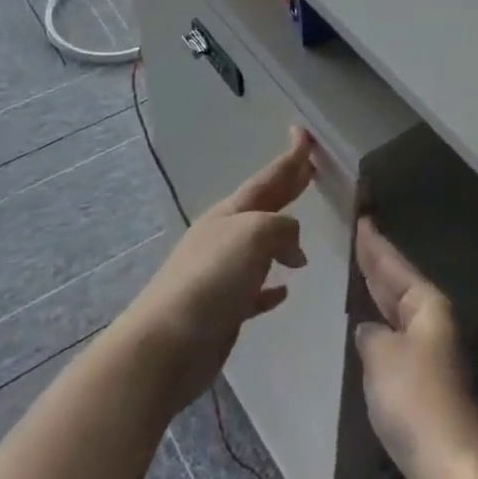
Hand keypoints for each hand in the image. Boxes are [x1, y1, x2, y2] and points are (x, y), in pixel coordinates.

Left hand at [115, 127, 315, 416]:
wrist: (167, 344)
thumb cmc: (212, 278)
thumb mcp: (254, 234)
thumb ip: (281, 227)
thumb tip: (293, 245)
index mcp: (231, 213)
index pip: (268, 178)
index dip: (289, 158)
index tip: (304, 134)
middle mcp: (225, 236)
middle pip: (264, 206)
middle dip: (287, 188)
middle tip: (310, 170)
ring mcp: (222, 274)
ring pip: (260, 248)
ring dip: (282, 241)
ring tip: (304, 245)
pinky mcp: (224, 310)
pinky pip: (255, 291)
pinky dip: (270, 287)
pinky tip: (284, 291)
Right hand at [353, 218, 477, 478]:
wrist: (449, 467)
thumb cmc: (415, 399)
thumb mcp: (382, 355)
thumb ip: (370, 335)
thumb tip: (369, 331)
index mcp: (427, 306)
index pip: (394, 265)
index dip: (375, 244)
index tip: (362, 219)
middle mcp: (433, 324)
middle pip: (400, 285)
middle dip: (378, 264)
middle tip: (357, 238)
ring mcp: (431, 355)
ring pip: (399, 313)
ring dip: (380, 296)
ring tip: (359, 277)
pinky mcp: (425, 386)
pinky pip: (397, 340)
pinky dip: (381, 328)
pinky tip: (368, 331)